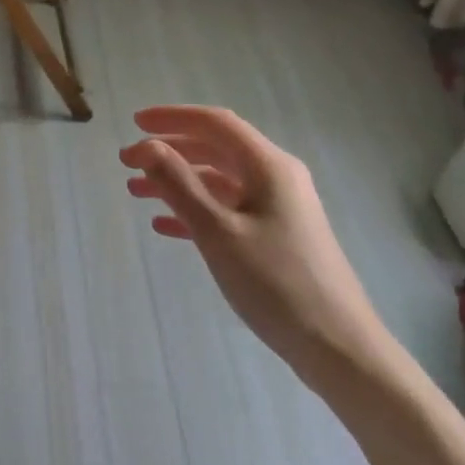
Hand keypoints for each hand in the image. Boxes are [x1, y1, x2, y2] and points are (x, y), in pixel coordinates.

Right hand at [119, 106, 392, 385]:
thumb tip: (148, 146)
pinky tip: (165, 226)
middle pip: (216, 149)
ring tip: (137, 192)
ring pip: (219, 181)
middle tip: (127, 162)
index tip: (133, 122)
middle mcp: (276, 178)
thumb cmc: (275, 283)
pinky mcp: (277, 236)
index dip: (172, 118)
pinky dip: (196, 211)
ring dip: (178, 182)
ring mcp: (279, 208)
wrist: (337, 346)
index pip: (216, 123)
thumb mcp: (218, 232)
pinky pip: (229, 210)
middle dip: (170, 151)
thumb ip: (179, 185)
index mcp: (269, 166)